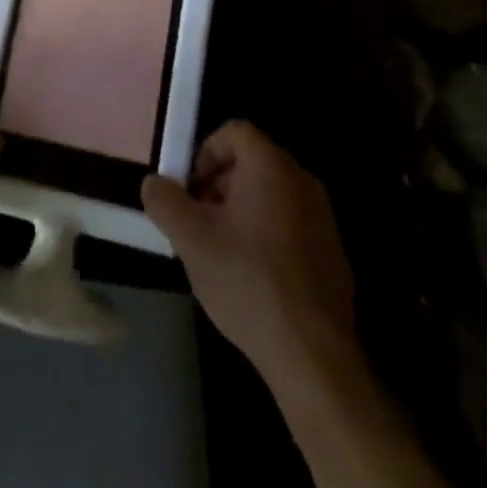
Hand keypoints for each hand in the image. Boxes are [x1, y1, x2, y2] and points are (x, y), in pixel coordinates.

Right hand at [143, 121, 360, 386]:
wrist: (313, 355)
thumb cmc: (248, 281)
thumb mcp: (191, 240)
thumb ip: (165, 202)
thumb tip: (153, 183)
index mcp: (271, 166)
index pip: (234, 131)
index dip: (205, 152)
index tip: (190, 189)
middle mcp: (302, 180)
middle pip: (252, 162)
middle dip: (219, 185)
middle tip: (199, 222)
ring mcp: (323, 217)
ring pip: (271, 195)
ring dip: (241, 211)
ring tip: (221, 253)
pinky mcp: (333, 252)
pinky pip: (291, 224)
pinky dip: (268, 235)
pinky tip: (253, 278)